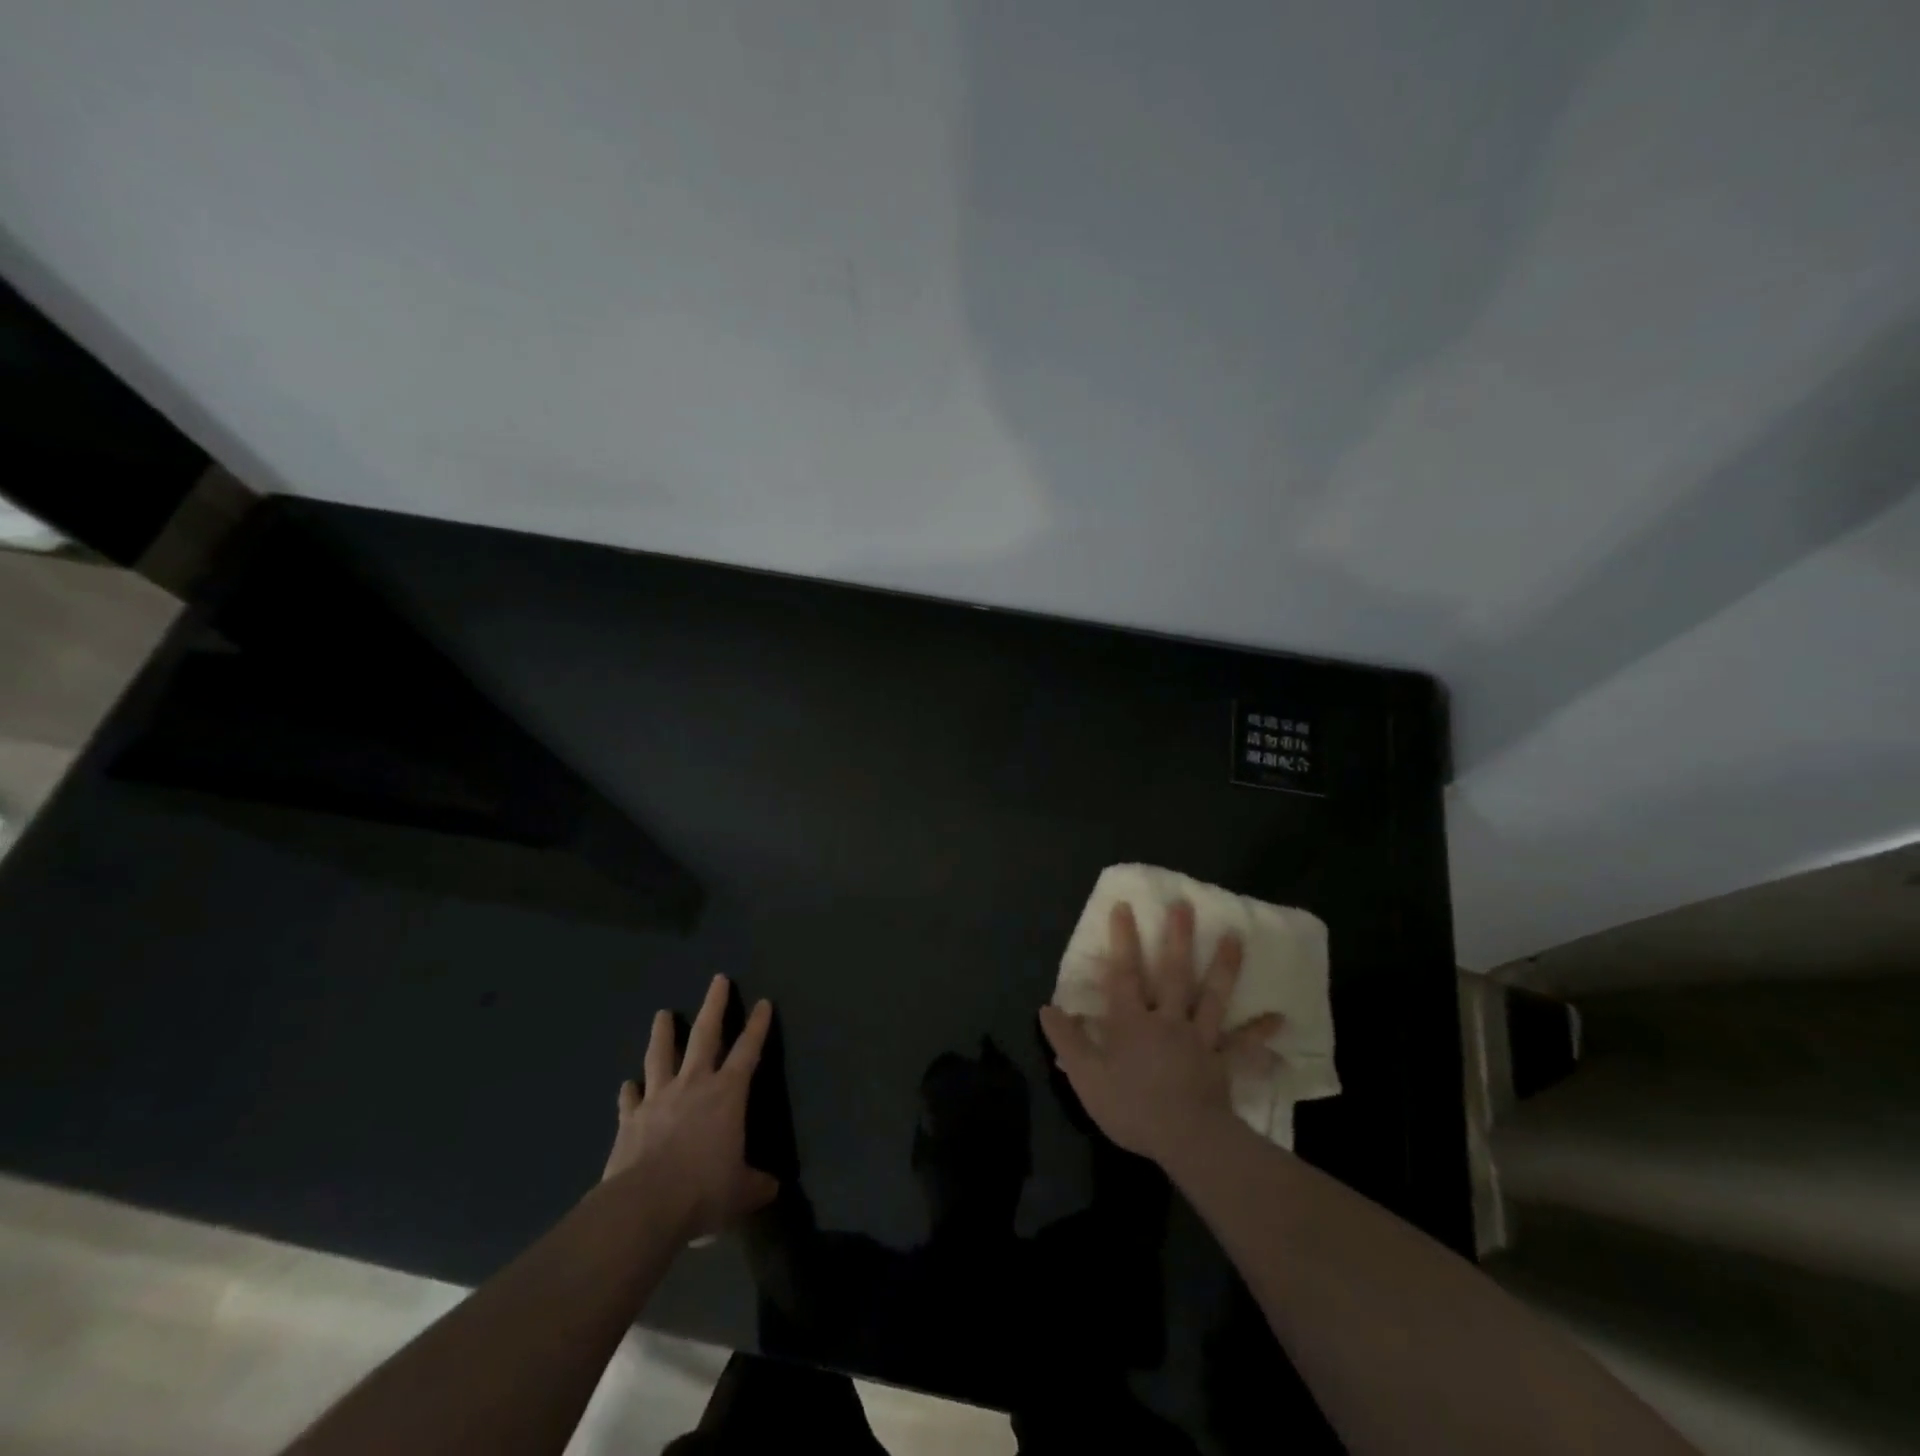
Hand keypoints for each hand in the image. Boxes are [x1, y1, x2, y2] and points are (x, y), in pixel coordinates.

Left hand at [602, 975, 779, 1239]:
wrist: (644, 1207)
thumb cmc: (703, 1192)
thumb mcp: (741, 1192)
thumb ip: (756, 1185)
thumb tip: (772, 1188)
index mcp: (727, 1094)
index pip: (748, 1050)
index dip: (758, 1026)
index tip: (763, 1002)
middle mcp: (694, 1085)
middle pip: (706, 1035)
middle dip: (714, 1005)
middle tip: (718, 980)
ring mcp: (658, 1099)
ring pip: (662, 1055)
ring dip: (664, 1033)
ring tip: (663, 1014)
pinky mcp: (630, 1120)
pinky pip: (631, 1099)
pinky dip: (630, 1091)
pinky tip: (627, 1085)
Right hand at [1039, 900, 1280, 1165]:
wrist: (1184, 1138)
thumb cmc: (1130, 1106)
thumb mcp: (1086, 1076)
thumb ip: (1068, 1040)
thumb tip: (1047, 1008)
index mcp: (1131, 1023)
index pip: (1124, 975)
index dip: (1122, 941)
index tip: (1125, 907)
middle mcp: (1166, 1021)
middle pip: (1173, 974)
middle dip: (1177, 938)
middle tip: (1185, 905)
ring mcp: (1199, 1039)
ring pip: (1211, 997)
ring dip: (1223, 966)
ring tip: (1235, 937)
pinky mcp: (1221, 1063)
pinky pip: (1242, 1046)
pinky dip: (1260, 1033)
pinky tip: (1281, 1020)